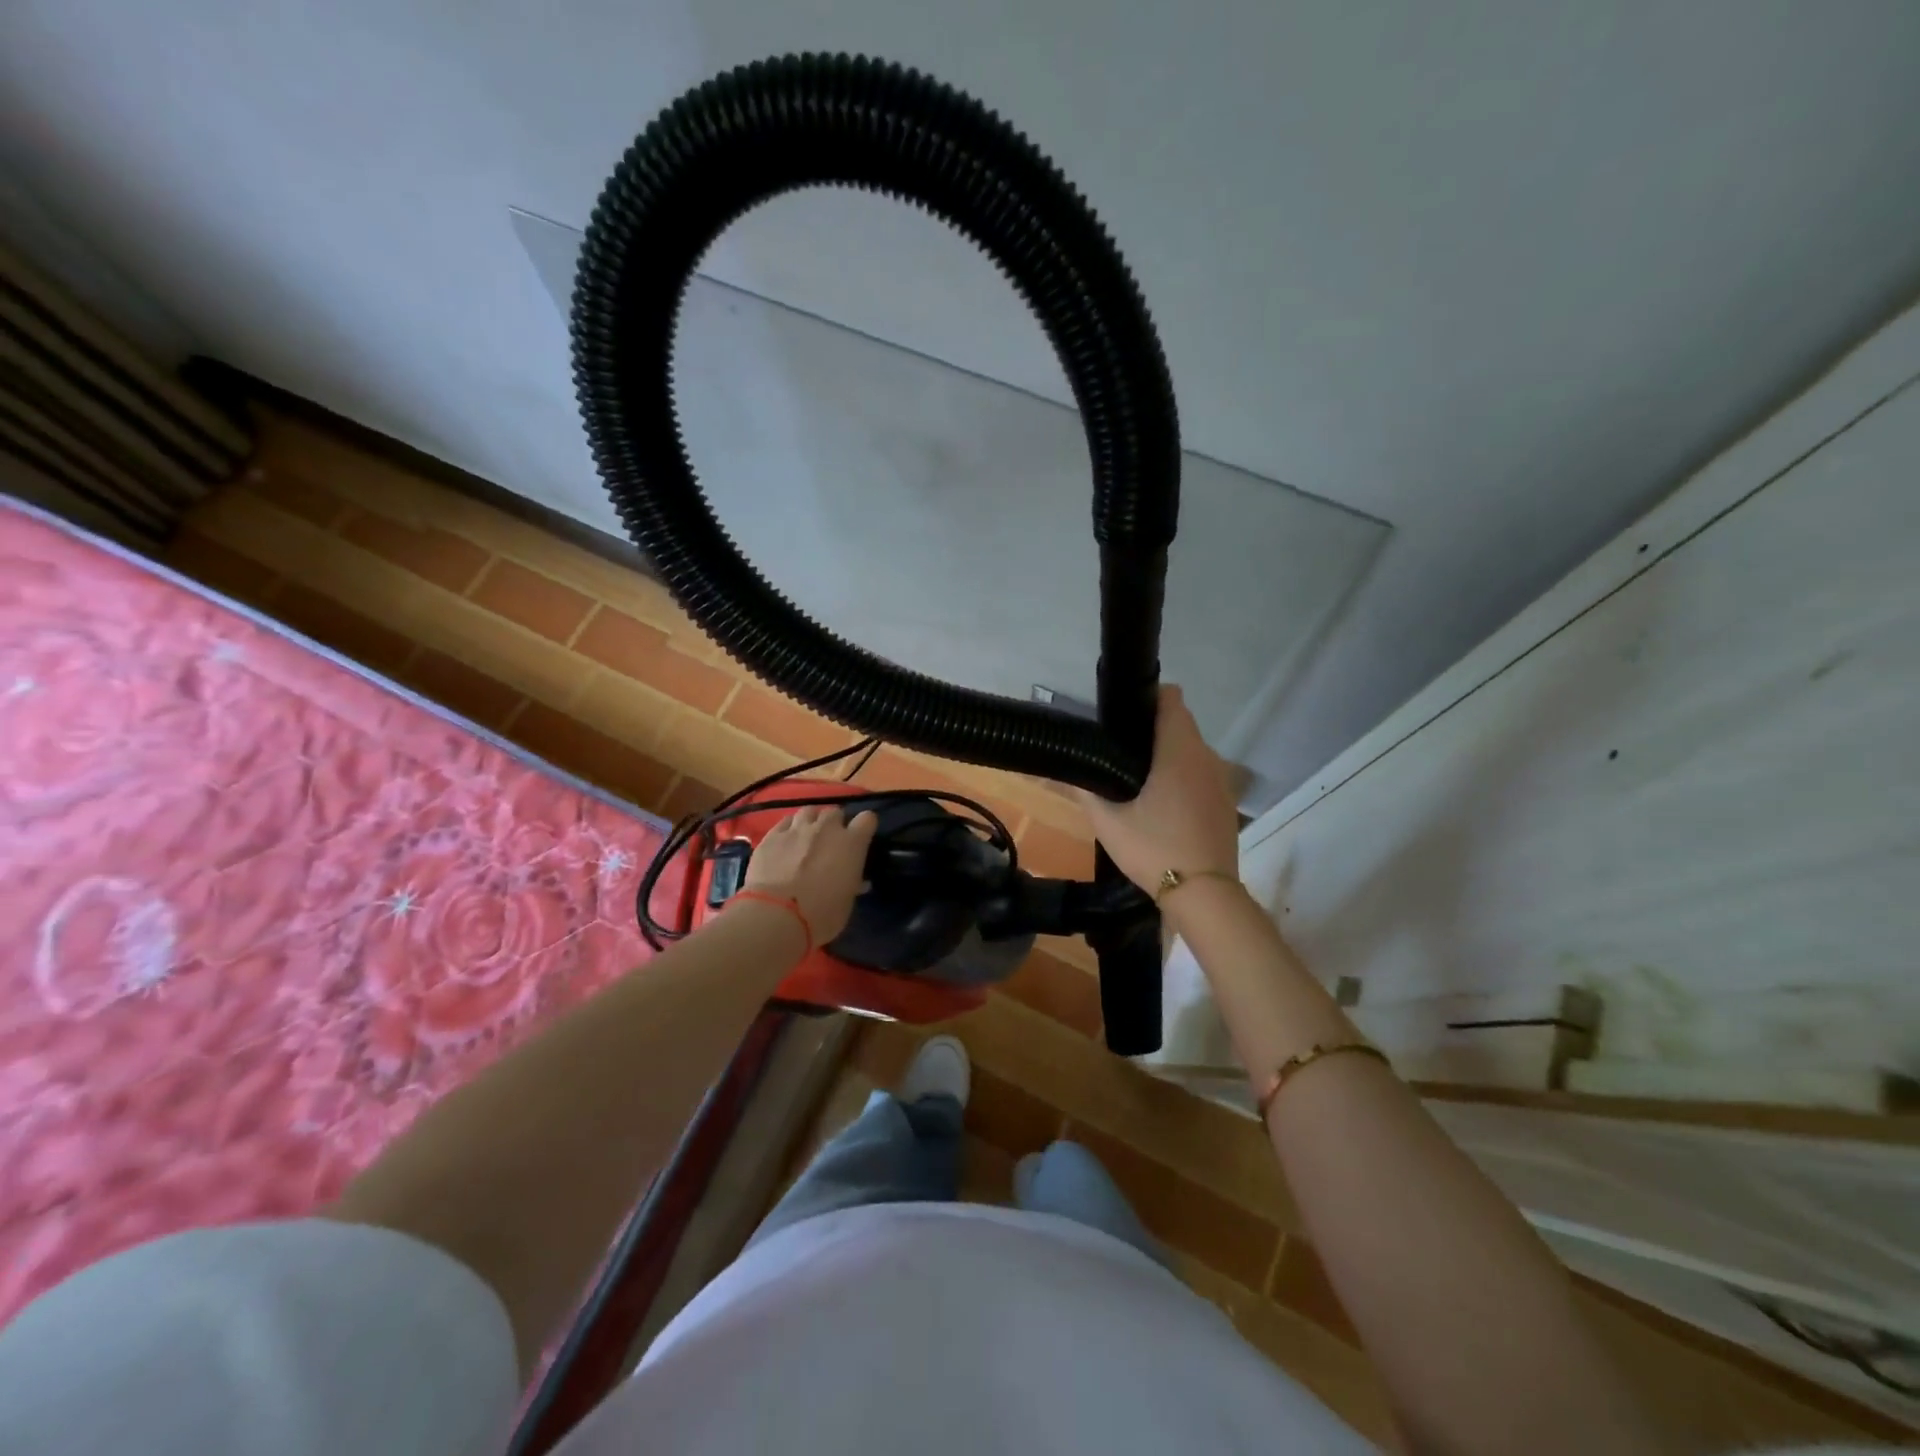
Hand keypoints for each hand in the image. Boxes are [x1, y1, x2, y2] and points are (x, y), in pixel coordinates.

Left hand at [740, 805, 879, 942]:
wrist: (776, 915)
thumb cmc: (821, 915)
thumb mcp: (847, 902)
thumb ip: (852, 884)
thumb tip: (857, 881)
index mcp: (851, 843)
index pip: (867, 819)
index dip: (865, 827)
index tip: (861, 838)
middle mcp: (826, 828)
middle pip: (835, 812)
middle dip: (835, 823)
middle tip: (830, 841)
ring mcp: (797, 829)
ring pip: (809, 811)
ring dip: (812, 821)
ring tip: (808, 835)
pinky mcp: (772, 836)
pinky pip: (785, 822)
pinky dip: (789, 828)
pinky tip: (786, 840)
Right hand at [1074, 685, 1238, 895]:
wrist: (1204, 894)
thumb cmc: (1153, 848)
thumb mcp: (1108, 822)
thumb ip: (1085, 790)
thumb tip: (1063, 771)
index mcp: (1179, 750)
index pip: (1171, 699)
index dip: (1147, 698)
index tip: (1123, 715)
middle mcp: (1206, 757)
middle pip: (1180, 725)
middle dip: (1152, 731)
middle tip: (1119, 753)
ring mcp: (1221, 781)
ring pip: (1191, 752)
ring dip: (1168, 757)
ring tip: (1137, 781)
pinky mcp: (1226, 804)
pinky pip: (1201, 776)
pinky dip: (1183, 780)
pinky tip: (1163, 807)